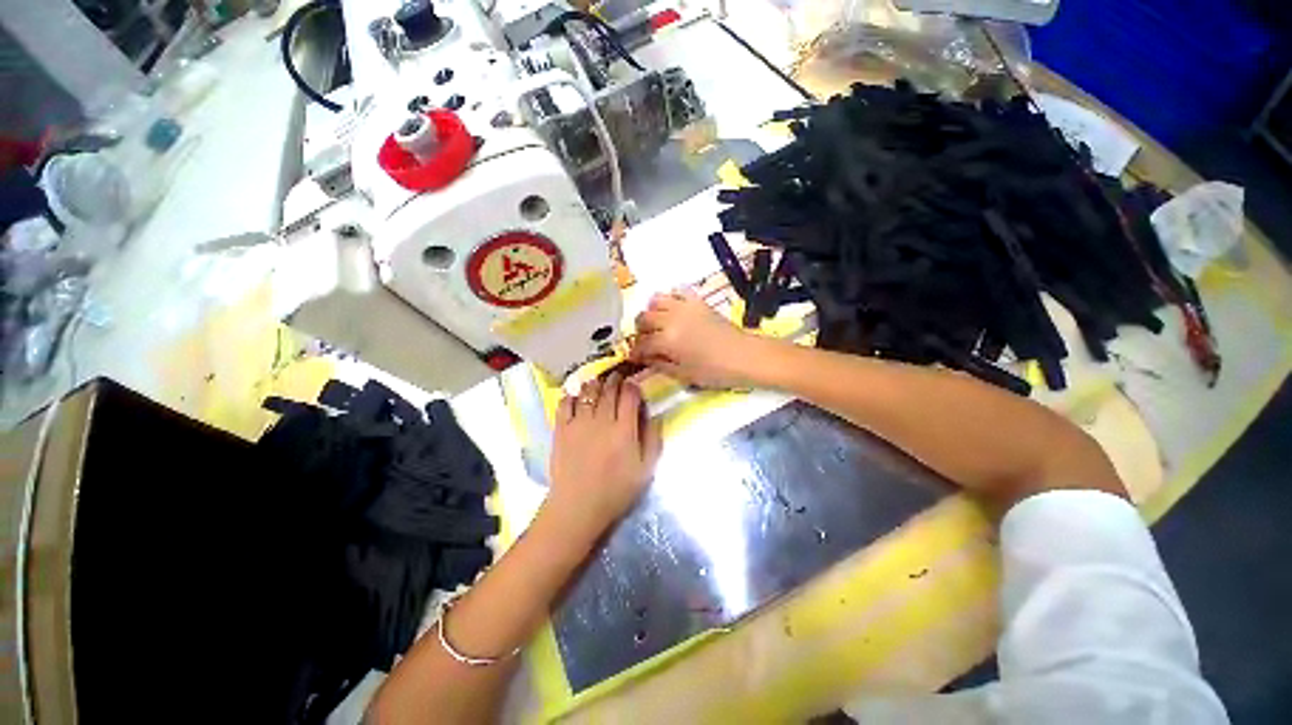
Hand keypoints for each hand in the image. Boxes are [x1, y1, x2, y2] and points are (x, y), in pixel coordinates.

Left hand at [546, 374, 662, 537]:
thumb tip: (653, 415)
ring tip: (598, 382)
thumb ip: (653, 440)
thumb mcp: (645, 470)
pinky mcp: (561, 429)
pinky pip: (565, 404)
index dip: (633, 386)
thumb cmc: (615, 491)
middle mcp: (602, 421)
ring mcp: (579, 423)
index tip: (634, 385)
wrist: (577, 507)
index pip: (629, 395)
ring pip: (588, 392)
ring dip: (595, 383)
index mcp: (624, 430)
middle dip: (615, 379)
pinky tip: (575, 394)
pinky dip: (571, 395)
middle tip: (617, 377)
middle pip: (609, 390)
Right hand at [629, 289, 760, 387]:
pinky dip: (670, 298)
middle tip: (646, 342)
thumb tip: (645, 358)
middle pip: (643, 318)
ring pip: (655, 301)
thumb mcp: (683, 375)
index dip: (635, 352)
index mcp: (666, 340)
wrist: (744, 356)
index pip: (641, 344)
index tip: (634, 358)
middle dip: (640, 332)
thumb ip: (660, 365)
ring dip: (651, 312)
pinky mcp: (697, 301)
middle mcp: (671, 319)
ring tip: (657, 324)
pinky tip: (673, 310)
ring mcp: (684, 306)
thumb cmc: (714, 371)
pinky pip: (676, 291)